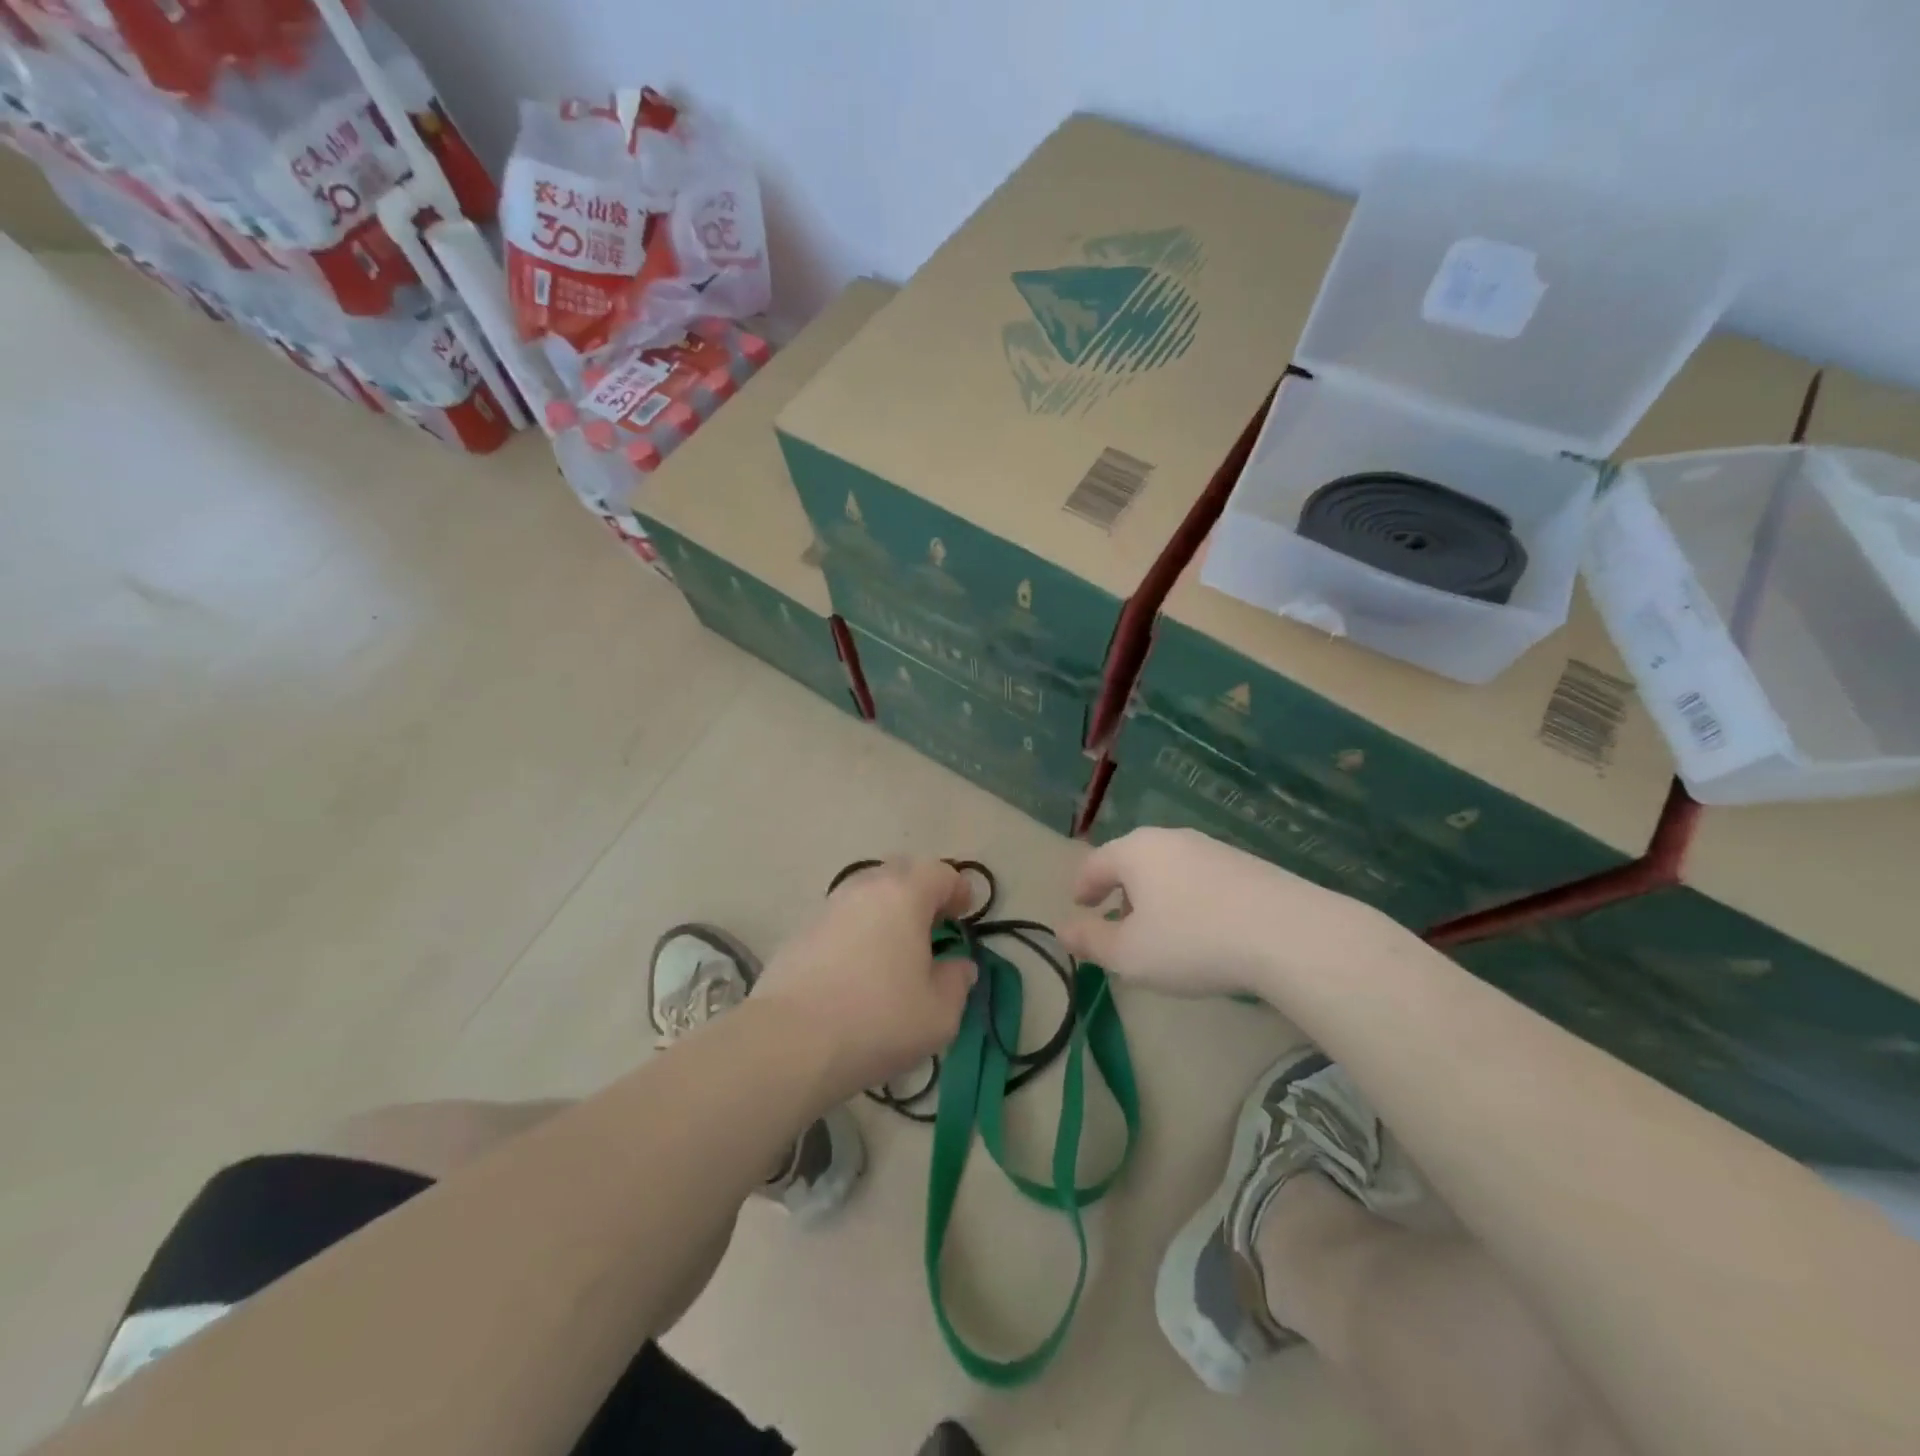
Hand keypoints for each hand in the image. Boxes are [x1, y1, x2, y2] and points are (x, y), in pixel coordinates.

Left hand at [756, 858, 976, 1100]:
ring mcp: (829, 907)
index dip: (958, 890)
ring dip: (887, 909)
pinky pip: (842, 917)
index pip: (940, 873)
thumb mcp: (939, 1014)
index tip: (964, 915)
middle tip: (932, 925)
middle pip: (901, 872)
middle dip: (922, 892)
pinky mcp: (801, 931)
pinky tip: (859, 967)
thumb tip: (958, 965)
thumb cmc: (878, 1021)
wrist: (790, 1042)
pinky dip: (859, 929)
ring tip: (895, 947)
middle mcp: (865, 888)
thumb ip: (957, 982)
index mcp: (904, 894)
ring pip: (868, 892)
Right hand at [1060, 828, 1394, 1000]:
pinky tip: (1202, 929)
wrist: (1288, 934)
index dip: (1082, 887)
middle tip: (1117, 922)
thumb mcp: (1129, 954)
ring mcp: (1212, 848)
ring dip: (1155, 896)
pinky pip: (1200, 878)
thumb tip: (1063, 930)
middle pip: (1132, 861)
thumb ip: (1090, 941)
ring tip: (1160, 931)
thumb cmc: (1192, 941)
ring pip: (1168, 869)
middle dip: (1120, 891)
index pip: (1094, 863)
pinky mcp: (1246, 864)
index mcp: (1135, 851)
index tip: (1080, 906)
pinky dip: (1188, 898)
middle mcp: (1171, 839)